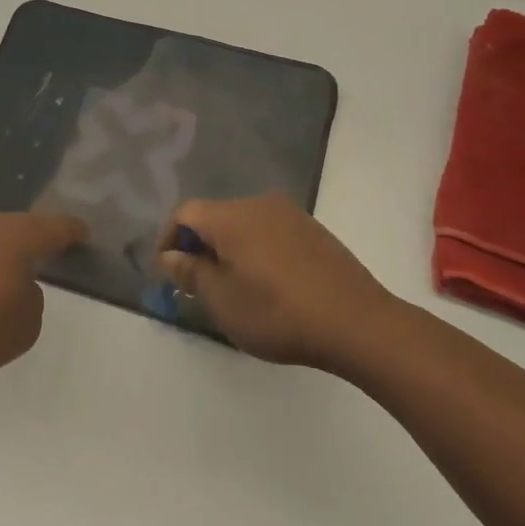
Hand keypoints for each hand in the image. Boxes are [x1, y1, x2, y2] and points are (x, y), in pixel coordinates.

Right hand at [158, 194, 395, 370]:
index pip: (185, 213)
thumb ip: (190, 273)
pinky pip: (270, 232)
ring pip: (244, 224)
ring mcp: (291, 215)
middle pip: (215, 216)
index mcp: (232, 216)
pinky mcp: (314, 231)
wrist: (357, 322)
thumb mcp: (223, 300)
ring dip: (228, 249)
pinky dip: (256, 251)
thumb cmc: (278, 313)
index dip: (168, 239)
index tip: (167, 272)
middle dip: (198, 245)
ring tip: (231, 286)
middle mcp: (259, 203)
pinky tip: (266, 284)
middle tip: (196, 284)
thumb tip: (169, 256)